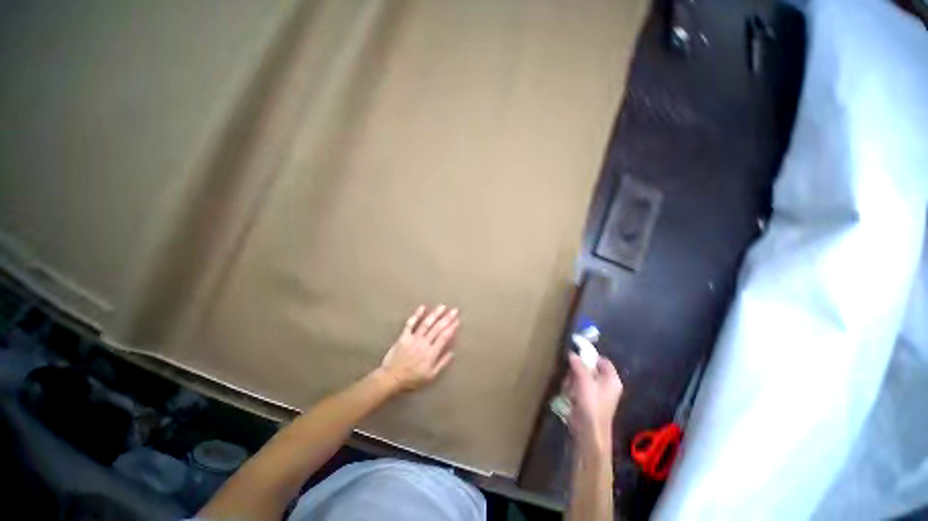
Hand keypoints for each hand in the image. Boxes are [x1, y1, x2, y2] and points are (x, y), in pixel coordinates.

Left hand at [378, 305, 459, 391]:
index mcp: (431, 353)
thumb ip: (442, 363)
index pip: (444, 337)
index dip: (451, 328)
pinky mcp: (404, 336)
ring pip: (426, 323)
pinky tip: (422, 307)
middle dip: (447, 318)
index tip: (457, 320)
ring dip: (435, 314)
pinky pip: (410, 324)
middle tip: (454, 310)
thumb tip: (452, 353)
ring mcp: (414, 338)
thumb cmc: (412, 379)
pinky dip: (416, 315)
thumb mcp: (430, 376)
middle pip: (437, 328)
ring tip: (442, 306)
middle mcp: (424, 343)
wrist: (391, 378)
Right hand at [566, 353, 622, 453]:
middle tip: (571, 374)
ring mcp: (597, 394)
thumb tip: (572, 353)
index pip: (602, 360)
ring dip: (572, 381)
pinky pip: (578, 388)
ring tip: (570, 389)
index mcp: (612, 380)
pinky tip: (569, 396)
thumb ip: (578, 365)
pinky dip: (572, 389)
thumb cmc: (591, 404)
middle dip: (577, 371)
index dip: (590, 356)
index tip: (576, 354)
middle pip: (590, 369)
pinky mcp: (588, 401)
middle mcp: (607, 386)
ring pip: (581, 378)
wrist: (589, 432)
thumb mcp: (584, 381)